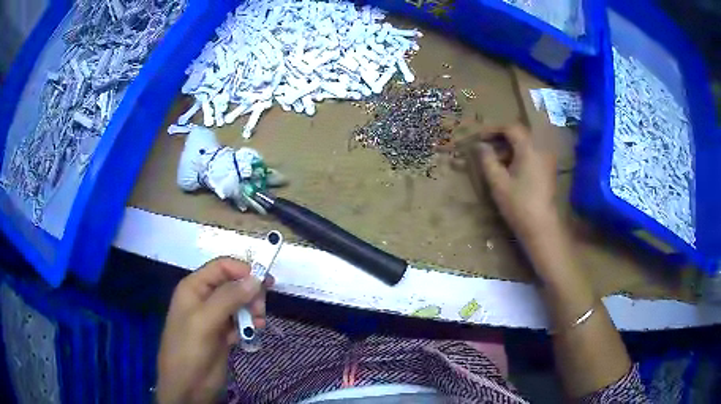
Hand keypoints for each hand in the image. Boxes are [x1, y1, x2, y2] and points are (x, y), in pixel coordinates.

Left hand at [157, 257, 272, 403]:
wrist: (187, 386)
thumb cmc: (190, 349)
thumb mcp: (205, 321)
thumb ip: (229, 298)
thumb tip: (257, 278)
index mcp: (194, 287)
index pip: (221, 267)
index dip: (243, 270)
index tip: (266, 283)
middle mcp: (204, 298)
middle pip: (234, 284)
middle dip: (250, 293)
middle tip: (261, 309)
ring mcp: (214, 317)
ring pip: (240, 302)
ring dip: (252, 309)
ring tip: (259, 323)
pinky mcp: (223, 333)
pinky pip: (240, 321)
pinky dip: (250, 323)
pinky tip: (255, 331)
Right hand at [471, 124, 558, 243]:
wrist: (540, 226)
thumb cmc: (518, 204)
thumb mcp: (498, 182)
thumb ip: (487, 160)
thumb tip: (480, 146)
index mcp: (528, 149)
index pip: (510, 128)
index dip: (493, 129)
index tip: (480, 138)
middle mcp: (540, 149)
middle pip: (519, 135)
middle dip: (501, 138)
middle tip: (486, 148)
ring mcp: (546, 160)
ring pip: (525, 145)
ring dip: (509, 148)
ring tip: (495, 161)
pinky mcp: (547, 170)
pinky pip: (531, 154)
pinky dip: (518, 156)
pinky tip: (509, 170)